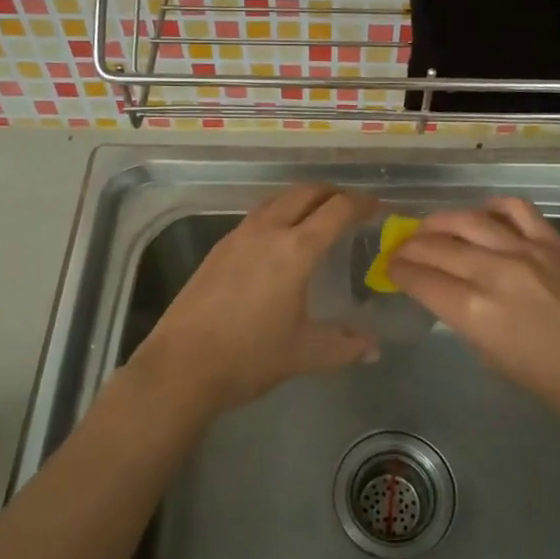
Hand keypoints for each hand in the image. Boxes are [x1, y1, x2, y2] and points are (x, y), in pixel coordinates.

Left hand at [126, 185, 379, 416]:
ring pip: (277, 199)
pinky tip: (279, 240)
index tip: (377, 207)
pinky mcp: (218, 248)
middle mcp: (268, 231)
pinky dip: (278, 213)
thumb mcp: (304, 353)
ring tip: (317, 216)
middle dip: (332, 193)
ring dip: (302, 198)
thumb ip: (344, 346)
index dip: (361, 203)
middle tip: (351, 207)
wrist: (182, 366)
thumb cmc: (250, 357)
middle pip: (305, 192)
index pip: (337, 209)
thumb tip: (373, 350)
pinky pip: (257, 215)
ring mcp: (238, 236)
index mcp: (296, 250)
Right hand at [389, 197, 559, 426]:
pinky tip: (483, 215)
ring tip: (431, 227)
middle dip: (411, 246)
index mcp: (475, 311)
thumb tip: (451, 294)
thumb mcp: (494, 358)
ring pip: (469, 219)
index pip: (421, 278)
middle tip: (402, 248)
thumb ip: (466, 319)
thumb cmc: (555, 383)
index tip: (391, 268)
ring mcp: (526, 250)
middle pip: (437, 245)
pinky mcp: (554, 240)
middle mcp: (494, 272)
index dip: (399, 270)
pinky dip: (492, 207)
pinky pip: (514, 209)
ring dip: (441, 222)